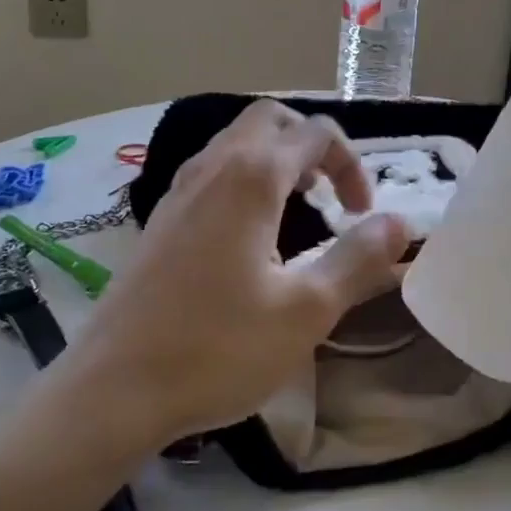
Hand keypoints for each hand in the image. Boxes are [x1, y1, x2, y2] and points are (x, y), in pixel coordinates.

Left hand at [73, 100, 408, 445]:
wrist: (111, 390)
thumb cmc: (216, 349)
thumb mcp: (306, 311)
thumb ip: (358, 259)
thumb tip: (399, 223)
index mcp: (251, 177)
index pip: (316, 134)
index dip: (352, 165)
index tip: (362, 215)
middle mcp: (213, 168)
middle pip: (270, 120)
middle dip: (311, 144)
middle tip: (330, 192)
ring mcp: (179, 191)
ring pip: (236, 141)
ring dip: (277, 158)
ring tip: (299, 206)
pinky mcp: (161, 219)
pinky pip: (213, 170)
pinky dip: (246, 177)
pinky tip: (252, 232)